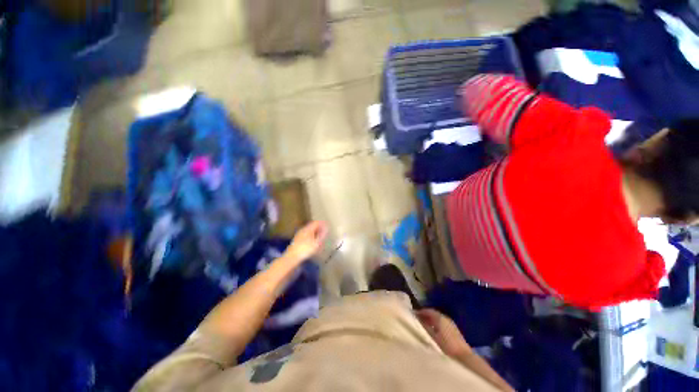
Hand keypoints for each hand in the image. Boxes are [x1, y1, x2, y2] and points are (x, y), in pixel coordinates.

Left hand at [285, 221, 327, 262]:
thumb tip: (326, 228)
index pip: (316, 222)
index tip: (327, 225)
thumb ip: (322, 235)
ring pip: (309, 230)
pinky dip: (311, 236)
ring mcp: (299, 234)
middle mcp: (303, 230)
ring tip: (320, 236)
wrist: (292, 256)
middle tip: (324, 231)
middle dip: (319, 227)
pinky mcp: (297, 240)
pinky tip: (313, 241)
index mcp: (308, 229)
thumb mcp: (316, 242)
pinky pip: (306, 235)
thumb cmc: (305, 249)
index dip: (322, 223)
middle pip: (312, 226)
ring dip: (315, 232)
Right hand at [416, 308, 471, 357]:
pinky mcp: (454, 331)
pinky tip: (433, 332)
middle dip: (425, 316)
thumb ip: (424, 327)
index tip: (413, 314)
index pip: (428, 310)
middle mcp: (446, 318)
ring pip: (438, 319)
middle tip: (417, 320)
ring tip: (423, 326)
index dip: (420, 312)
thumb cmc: (446, 346)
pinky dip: (436, 325)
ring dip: (430, 321)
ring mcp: (451, 324)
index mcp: (440, 318)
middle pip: (433, 314)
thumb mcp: (432, 337)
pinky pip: (442, 324)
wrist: (464, 358)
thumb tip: (417, 320)